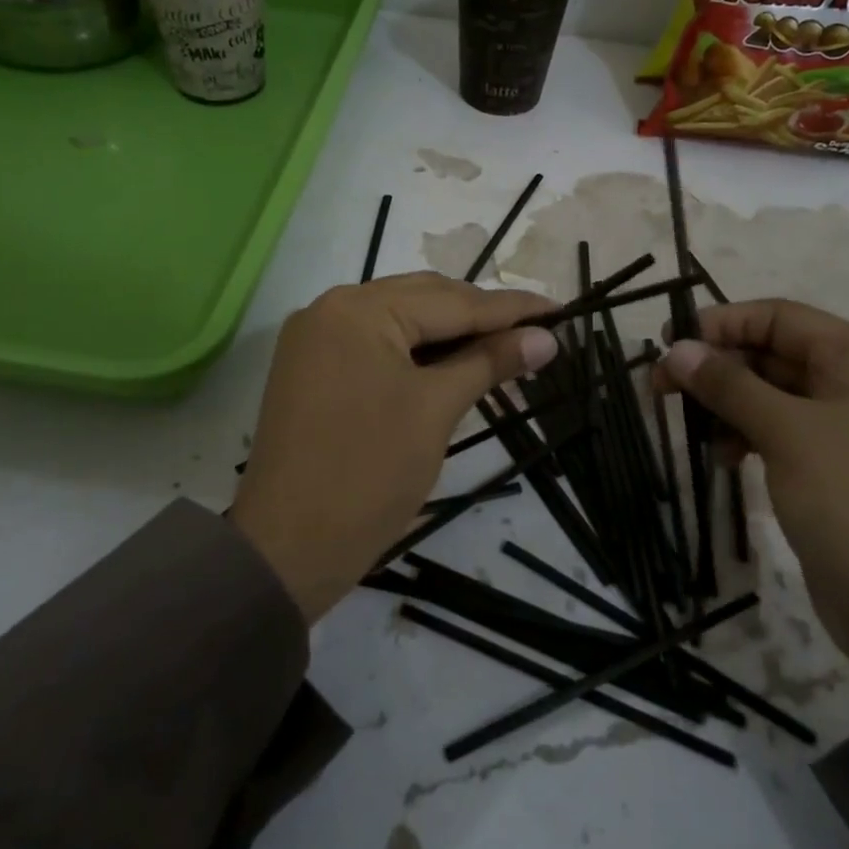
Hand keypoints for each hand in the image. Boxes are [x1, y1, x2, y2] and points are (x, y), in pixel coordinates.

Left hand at [230, 273, 558, 621]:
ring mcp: (317, 338)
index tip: (561, 309)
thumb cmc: (369, 473)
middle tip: (536, 333)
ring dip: (450, 334)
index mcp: (358, 309)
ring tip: (504, 348)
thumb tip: (547, 338)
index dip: (512, 308)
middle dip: (481, 317)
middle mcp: (332, 308)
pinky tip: (453, 364)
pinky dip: (417, 352)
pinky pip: (377, 344)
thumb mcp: (436, 410)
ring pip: (401, 321)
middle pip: (424, 300)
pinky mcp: (313, 367)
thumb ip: (489, 362)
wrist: (287, 548)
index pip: (452, 300)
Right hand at [658, 300, 848, 707]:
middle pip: (773, 355)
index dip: (721, 324)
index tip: (667, 346)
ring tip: (692, 431)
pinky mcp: (836, 476)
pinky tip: (724, 459)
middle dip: (717, 367)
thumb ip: (729, 386)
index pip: (778, 317)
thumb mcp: (790, 435)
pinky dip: (748, 439)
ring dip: (728, 406)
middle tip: (661, 390)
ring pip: (773, 398)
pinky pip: (782, 438)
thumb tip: (675, 347)